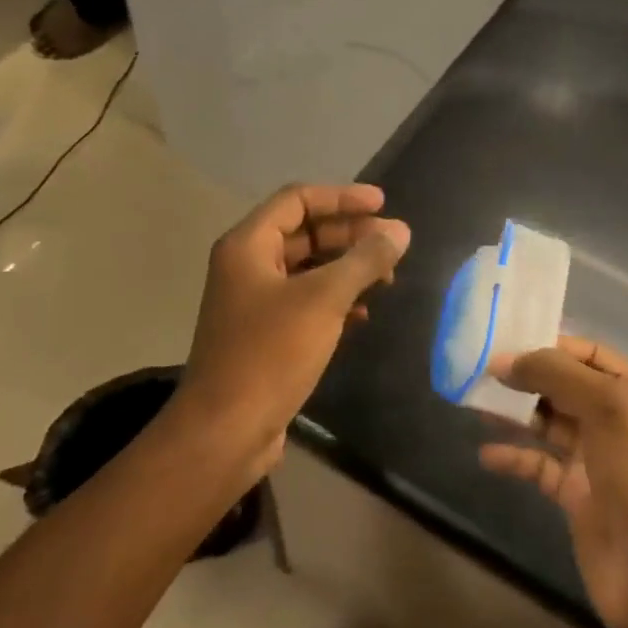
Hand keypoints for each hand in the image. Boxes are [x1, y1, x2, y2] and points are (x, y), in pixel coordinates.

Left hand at [177, 184, 409, 469]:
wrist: (227, 430)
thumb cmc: (271, 353)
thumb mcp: (324, 299)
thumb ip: (364, 260)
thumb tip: (400, 231)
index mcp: (248, 246)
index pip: (298, 200)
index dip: (342, 197)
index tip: (384, 205)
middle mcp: (248, 266)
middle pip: (305, 233)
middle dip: (351, 235)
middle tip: (394, 245)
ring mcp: (255, 302)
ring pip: (309, 270)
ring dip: (347, 269)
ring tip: (387, 279)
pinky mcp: (266, 335)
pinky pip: (307, 302)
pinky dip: (336, 301)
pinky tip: (364, 315)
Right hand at [480, 337, 627, 627]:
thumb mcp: (610, 411)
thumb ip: (559, 376)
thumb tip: (507, 359)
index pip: (589, 354)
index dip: (549, 345)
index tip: (504, 342)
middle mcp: (618, 420)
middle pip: (566, 386)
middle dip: (527, 377)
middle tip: (480, 370)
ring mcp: (597, 459)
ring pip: (549, 423)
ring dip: (516, 413)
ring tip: (475, 403)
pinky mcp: (576, 495)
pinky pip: (540, 466)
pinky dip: (515, 457)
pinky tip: (487, 455)